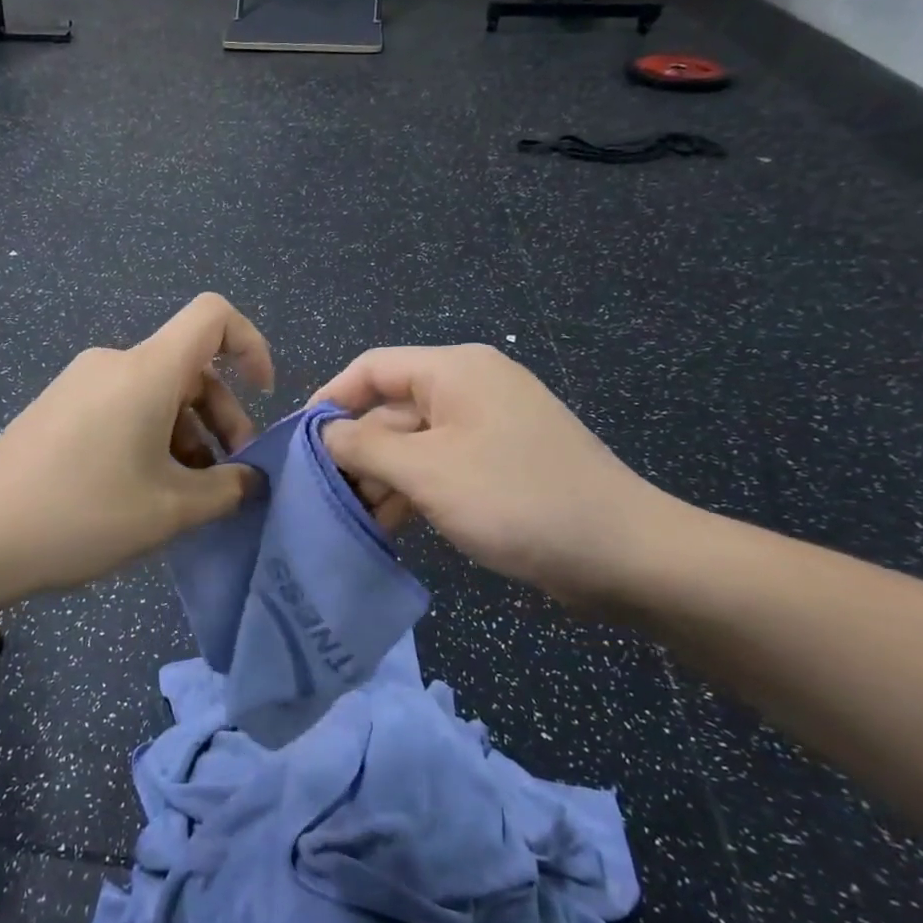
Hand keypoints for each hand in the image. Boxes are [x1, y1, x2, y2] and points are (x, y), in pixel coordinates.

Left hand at [0, 293, 272, 594]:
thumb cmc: (82, 514)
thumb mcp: (169, 511)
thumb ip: (226, 489)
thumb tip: (250, 479)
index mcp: (147, 371)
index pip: (213, 315)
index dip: (251, 343)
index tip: (262, 395)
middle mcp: (114, 363)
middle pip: (189, 366)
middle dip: (222, 416)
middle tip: (229, 476)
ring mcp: (80, 383)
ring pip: (156, 392)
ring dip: (187, 434)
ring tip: (189, 494)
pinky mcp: (58, 408)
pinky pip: (123, 406)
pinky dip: (151, 436)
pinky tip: (145, 491)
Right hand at [313, 344, 683, 610]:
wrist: (624, 554)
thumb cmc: (515, 498)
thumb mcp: (426, 472)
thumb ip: (364, 448)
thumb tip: (325, 433)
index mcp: (453, 370)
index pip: (372, 368)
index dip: (331, 399)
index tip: (299, 441)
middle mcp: (470, 387)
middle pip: (392, 407)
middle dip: (357, 450)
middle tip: (324, 495)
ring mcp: (489, 426)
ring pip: (415, 442)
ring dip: (383, 476)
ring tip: (354, 518)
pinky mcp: (502, 462)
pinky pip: (442, 464)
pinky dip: (414, 488)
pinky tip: (393, 524)